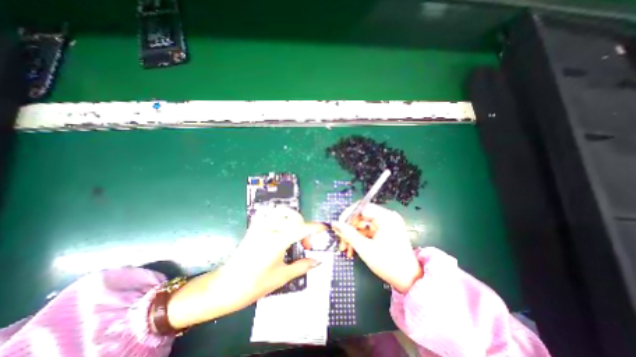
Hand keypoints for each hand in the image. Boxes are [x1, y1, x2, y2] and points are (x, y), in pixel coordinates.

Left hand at [166, 206, 323, 328]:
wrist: (226, 286)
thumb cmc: (254, 284)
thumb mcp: (281, 277)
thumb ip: (301, 266)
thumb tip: (317, 261)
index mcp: (276, 241)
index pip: (301, 229)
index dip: (315, 227)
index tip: (324, 227)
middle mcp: (268, 229)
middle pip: (293, 217)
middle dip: (304, 227)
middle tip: (305, 244)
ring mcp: (259, 226)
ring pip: (281, 210)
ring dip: (292, 217)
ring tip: (295, 231)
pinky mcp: (253, 227)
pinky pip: (268, 212)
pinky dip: (278, 214)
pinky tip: (281, 224)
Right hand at [334, 203, 421, 293]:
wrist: (409, 281)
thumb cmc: (388, 264)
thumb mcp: (365, 248)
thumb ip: (348, 234)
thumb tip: (334, 223)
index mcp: (386, 217)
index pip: (362, 207)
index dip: (348, 215)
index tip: (338, 226)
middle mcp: (387, 217)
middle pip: (361, 216)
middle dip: (349, 229)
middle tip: (340, 240)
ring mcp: (386, 224)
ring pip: (362, 225)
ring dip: (352, 235)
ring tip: (345, 248)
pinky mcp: (385, 231)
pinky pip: (367, 231)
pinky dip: (359, 239)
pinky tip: (352, 249)